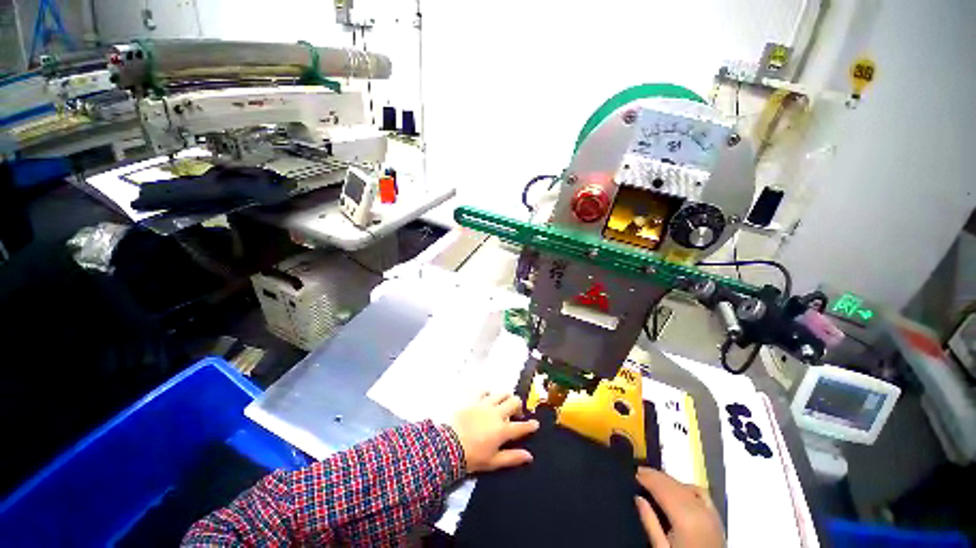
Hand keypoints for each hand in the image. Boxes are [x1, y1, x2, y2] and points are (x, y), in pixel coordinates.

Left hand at [449, 393, 540, 473]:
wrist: (448, 445)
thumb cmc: (472, 457)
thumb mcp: (493, 462)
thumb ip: (512, 457)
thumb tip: (529, 456)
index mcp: (503, 430)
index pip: (522, 426)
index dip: (531, 425)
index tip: (535, 424)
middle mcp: (497, 413)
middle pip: (514, 402)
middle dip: (518, 406)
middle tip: (515, 413)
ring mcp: (485, 404)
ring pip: (501, 393)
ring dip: (505, 397)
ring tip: (502, 403)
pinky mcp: (473, 399)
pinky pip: (483, 391)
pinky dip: (487, 393)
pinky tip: (486, 398)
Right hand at [634, 467, 724, 547]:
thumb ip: (650, 523)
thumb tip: (638, 498)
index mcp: (684, 518)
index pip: (663, 489)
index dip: (648, 478)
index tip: (635, 472)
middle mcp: (698, 510)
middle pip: (674, 485)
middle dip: (656, 476)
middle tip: (640, 471)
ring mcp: (710, 512)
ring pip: (686, 487)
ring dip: (669, 480)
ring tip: (654, 477)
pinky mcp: (716, 517)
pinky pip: (700, 493)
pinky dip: (687, 486)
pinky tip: (678, 487)